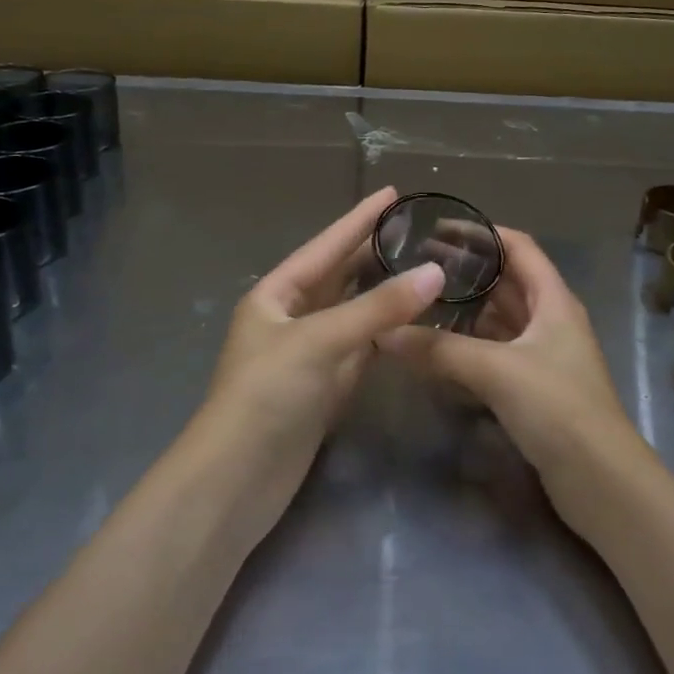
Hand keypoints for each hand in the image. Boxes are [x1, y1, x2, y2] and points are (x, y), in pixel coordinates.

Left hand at [197, 186, 445, 466]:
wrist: (237, 479)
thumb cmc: (267, 394)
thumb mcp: (319, 341)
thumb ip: (377, 308)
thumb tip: (435, 272)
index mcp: (275, 295)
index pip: (325, 247)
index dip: (358, 219)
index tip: (391, 194)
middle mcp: (291, 318)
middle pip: (339, 277)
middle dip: (373, 253)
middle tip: (418, 230)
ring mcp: (308, 355)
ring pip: (353, 313)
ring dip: (384, 293)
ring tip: (424, 268)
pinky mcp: (324, 389)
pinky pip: (361, 349)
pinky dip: (385, 335)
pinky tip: (412, 323)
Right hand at [377, 228, 646, 497]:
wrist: (600, 481)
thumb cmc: (557, 407)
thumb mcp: (496, 371)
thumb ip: (439, 350)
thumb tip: (384, 333)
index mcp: (554, 300)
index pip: (518, 247)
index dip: (482, 233)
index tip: (438, 230)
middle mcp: (550, 320)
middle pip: (506, 281)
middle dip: (466, 271)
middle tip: (417, 267)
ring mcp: (543, 355)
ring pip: (498, 319)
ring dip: (465, 309)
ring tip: (420, 303)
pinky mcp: (533, 386)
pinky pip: (495, 351)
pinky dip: (468, 344)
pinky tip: (437, 349)